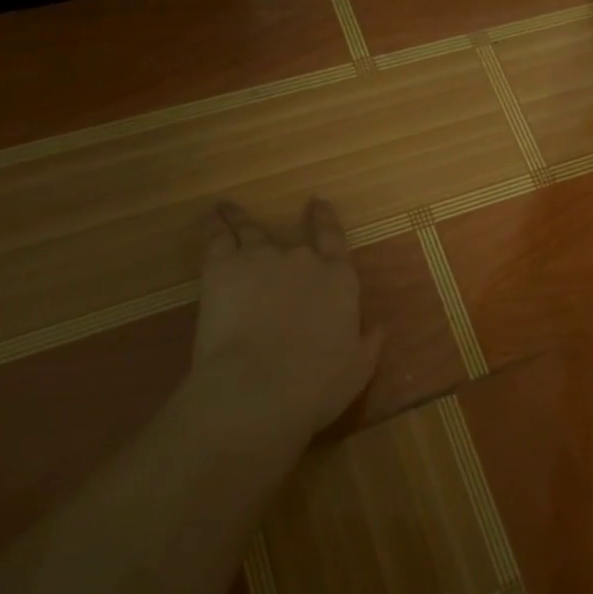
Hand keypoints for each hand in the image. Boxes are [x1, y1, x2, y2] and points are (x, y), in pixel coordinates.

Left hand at [194, 199, 383, 439]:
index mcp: (337, 279)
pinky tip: (211, 217)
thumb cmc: (316, 385)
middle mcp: (302, 259)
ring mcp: (260, 258)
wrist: (258, 389)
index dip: (325, 219)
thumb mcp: (357, 369)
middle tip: (276, 230)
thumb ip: (369, 343)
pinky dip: (214, 225)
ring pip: (248, 230)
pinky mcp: (222, 268)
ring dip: (238, 219)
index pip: (333, 238)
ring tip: (226, 209)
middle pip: (292, 239)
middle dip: (285, 233)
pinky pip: (217, 237)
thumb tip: (381, 325)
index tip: (318, 204)